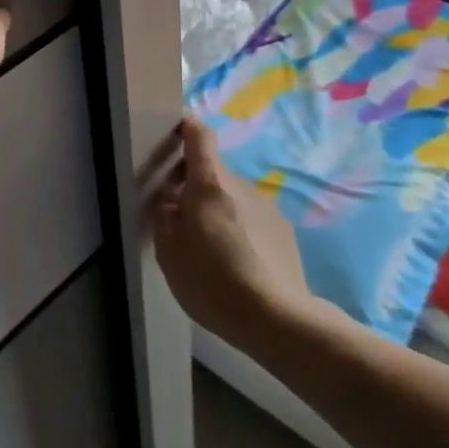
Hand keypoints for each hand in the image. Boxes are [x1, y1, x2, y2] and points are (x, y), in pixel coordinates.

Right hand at [150, 117, 321, 345]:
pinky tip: (237, 262)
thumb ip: (164, 216)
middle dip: (195, 185)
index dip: (187, 128)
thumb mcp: (168, 250)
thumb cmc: (211, 279)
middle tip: (180, 216)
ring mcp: (267, 207)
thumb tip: (169, 200)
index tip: (175, 133)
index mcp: (209, 183)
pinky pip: (253, 219)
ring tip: (211, 248)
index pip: (199, 136)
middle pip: (214, 172)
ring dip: (219, 210)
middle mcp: (241, 185)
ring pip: (233, 197)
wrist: (276, 318)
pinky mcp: (284, 231)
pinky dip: (241, 229)